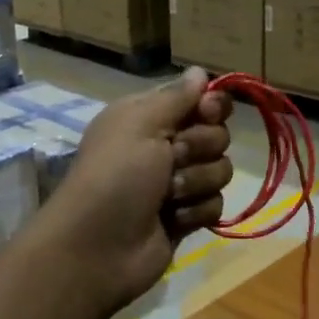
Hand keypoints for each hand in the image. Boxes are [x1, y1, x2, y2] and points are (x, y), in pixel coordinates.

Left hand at [35, 65, 232, 314]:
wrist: (98, 247)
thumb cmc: (116, 176)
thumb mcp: (140, 124)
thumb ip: (176, 97)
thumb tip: (198, 71)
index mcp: (148, 118)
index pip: (198, 100)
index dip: (210, 106)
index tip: (206, 113)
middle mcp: (163, 147)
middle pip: (216, 134)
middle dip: (201, 148)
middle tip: (172, 160)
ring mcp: (176, 185)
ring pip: (220, 171)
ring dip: (196, 182)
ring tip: (167, 196)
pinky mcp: (185, 217)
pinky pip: (215, 205)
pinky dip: (195, 212)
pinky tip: (172, 220)